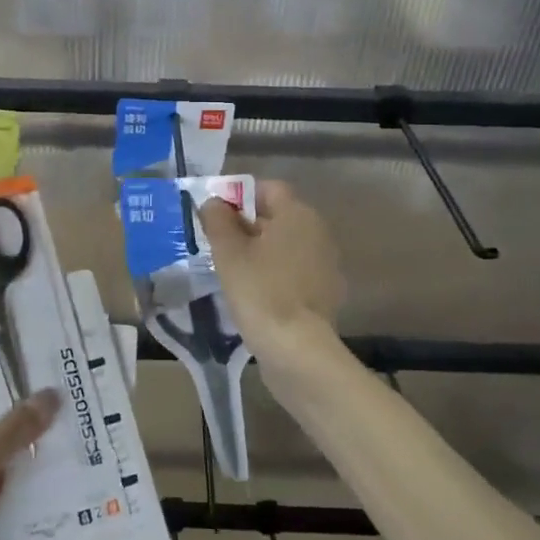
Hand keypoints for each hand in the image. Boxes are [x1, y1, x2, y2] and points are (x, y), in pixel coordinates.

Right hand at [200, 180, 345, 362]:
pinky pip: (293, 271)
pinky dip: (274, 274)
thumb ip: (218, 220)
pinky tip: (254, 293)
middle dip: (247, 225)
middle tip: (217, 243)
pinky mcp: (324, 293)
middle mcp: (318, 232)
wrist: (297, 350)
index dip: (239, 196)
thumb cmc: (260, 291)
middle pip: (278, 216)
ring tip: (231, 269)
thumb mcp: (228, 252)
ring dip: (260, 251)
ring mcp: (325, 264)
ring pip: (285, 245)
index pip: (268, 189)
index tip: (215, 215)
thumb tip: (214, 202)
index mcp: (298, 214)